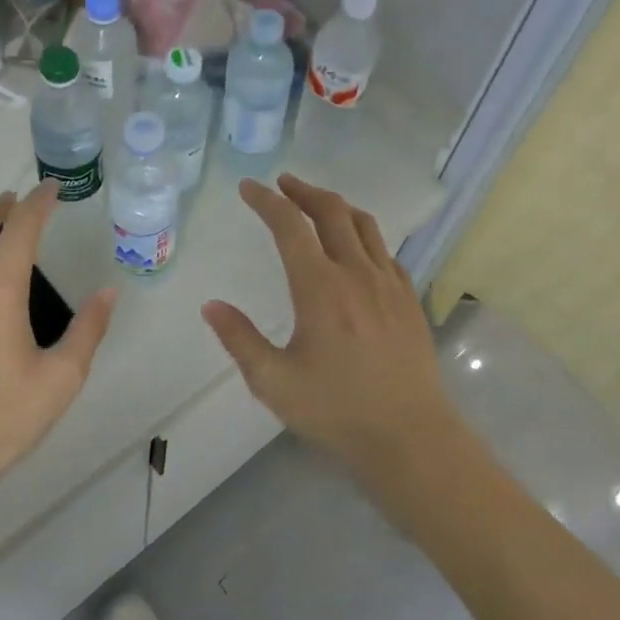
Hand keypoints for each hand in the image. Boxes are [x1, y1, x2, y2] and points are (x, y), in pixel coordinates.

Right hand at [202, 175, 465, 490]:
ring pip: (364, 225)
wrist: (409, 435)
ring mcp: (389, 283)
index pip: (289, 226)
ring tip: (317, 205)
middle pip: (331, 211)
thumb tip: (211, 306)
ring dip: (337, 206)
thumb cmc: (336, 409)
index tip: (249, 187)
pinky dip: (364, 236)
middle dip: (303, 191)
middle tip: (283, 184)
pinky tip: (357, 250)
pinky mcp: (409, 299)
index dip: (267, 201)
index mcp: (319, 287)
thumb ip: (240, 339)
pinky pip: (386, 252)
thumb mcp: (273, 381)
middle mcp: (356, 273)